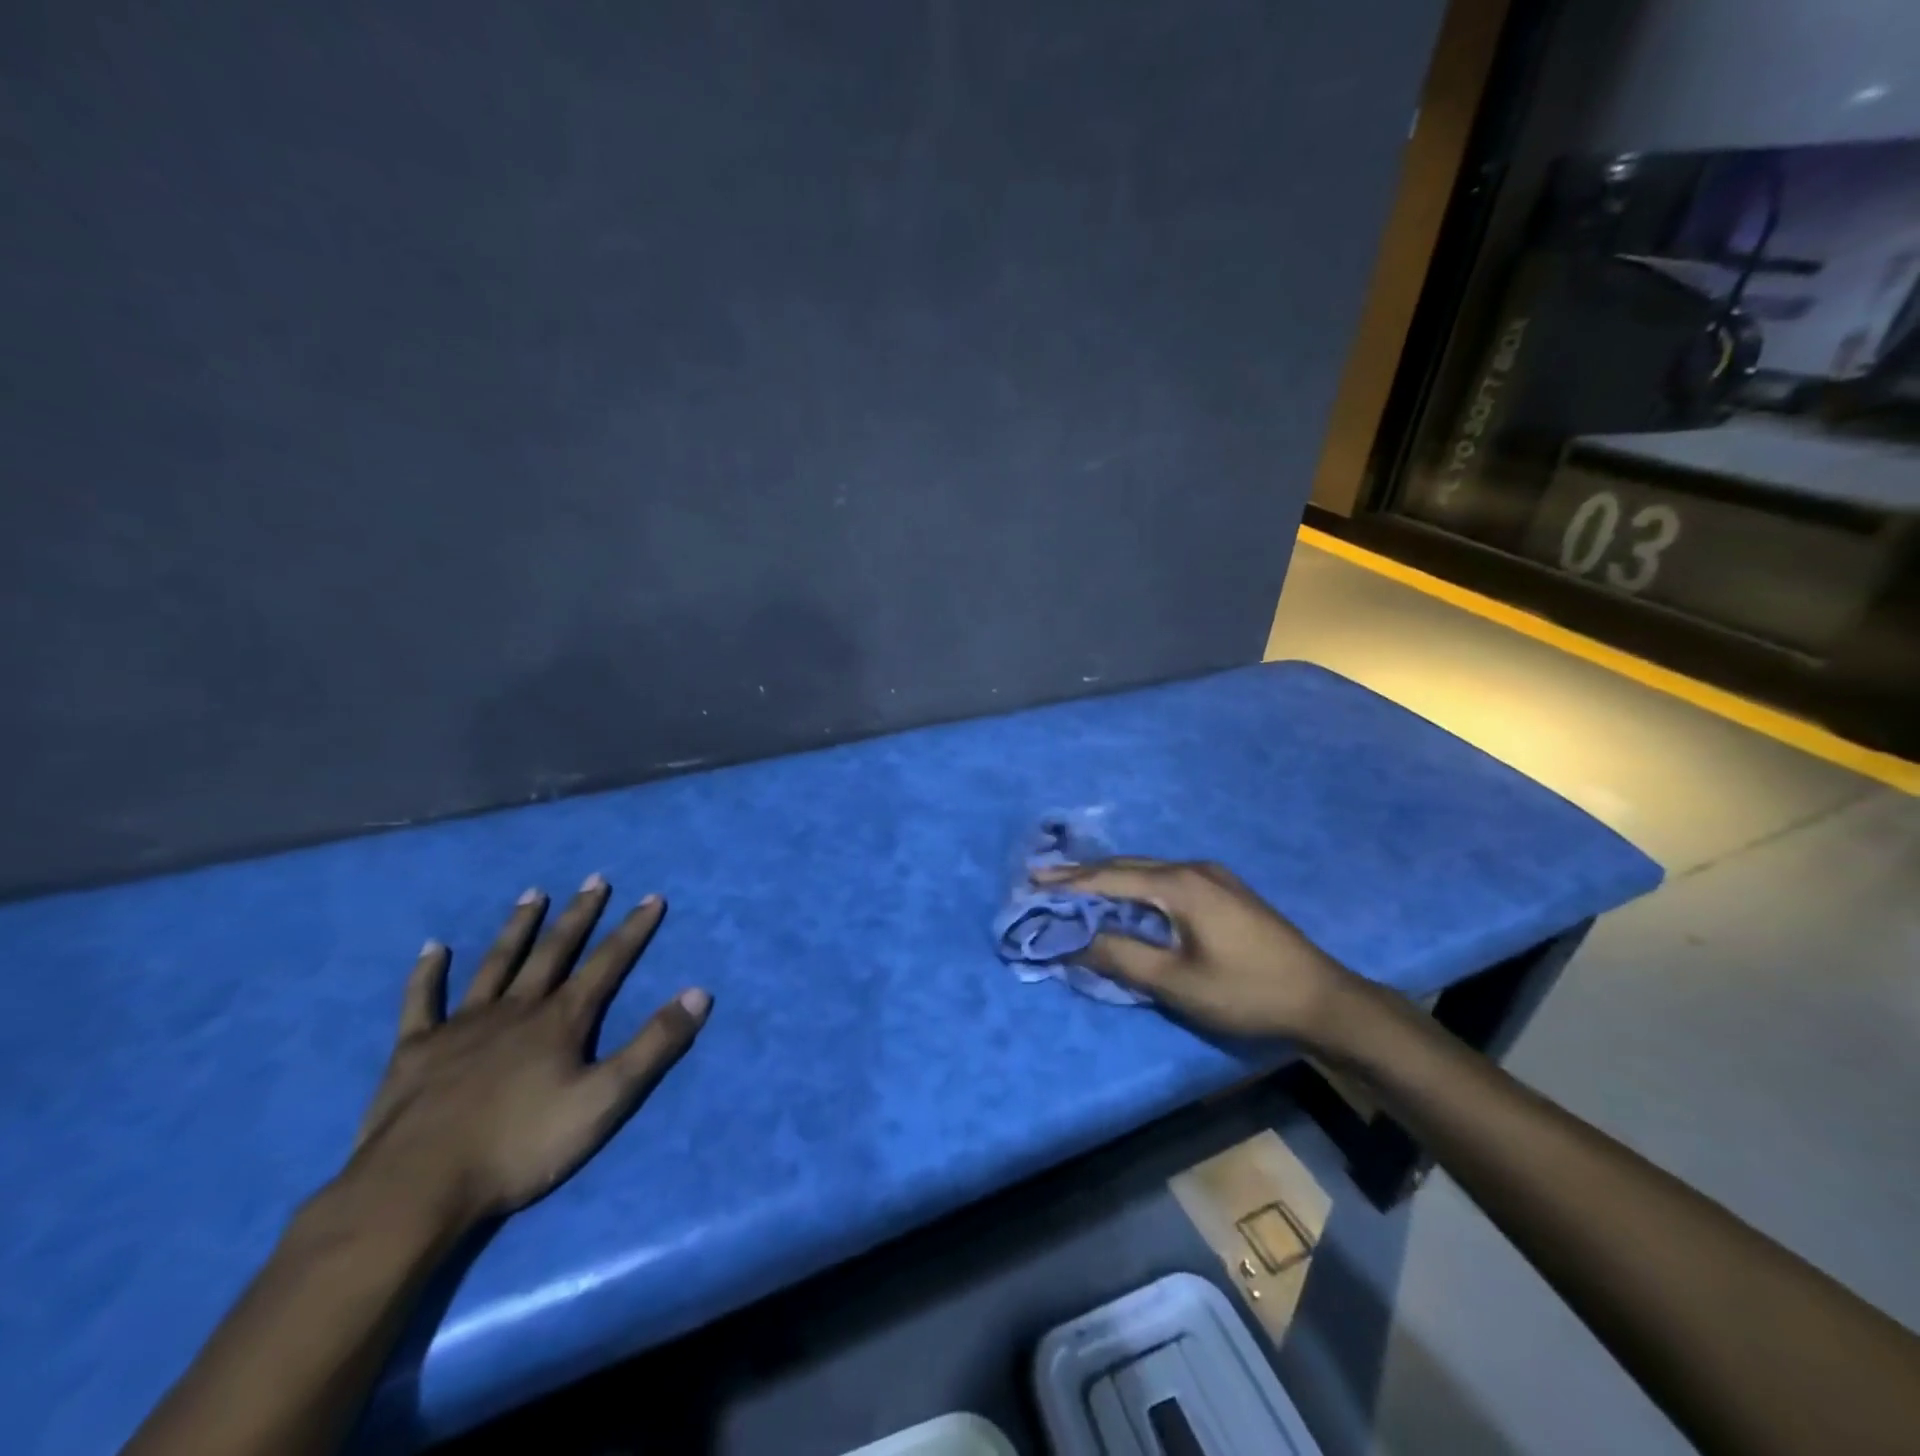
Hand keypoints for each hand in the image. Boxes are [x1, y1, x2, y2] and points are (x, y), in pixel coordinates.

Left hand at [345, 876, 710, 1229]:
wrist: (417, 1189)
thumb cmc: (521, 1146)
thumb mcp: (605, 1100)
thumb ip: (654, 1046)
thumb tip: (699, 993)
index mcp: (561, 1021)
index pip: (607, 963)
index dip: (633, 930)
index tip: (652, 897)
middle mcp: (516, 1009)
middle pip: (553, 951)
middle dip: (579, 915)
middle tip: (595, 879)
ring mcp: (462, 1026)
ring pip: (496, 964)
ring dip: (517, 927)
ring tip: (534, 893)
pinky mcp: (415, 1051)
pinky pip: (421, 1002)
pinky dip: (427, 974)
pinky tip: (433, 948)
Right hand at [1036, 858, 1355, 1041]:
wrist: (1322, 998)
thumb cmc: (1245, 991)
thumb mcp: (1176, 982)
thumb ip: (1122, 957)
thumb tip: (1075, 942)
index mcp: (1180, 885)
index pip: (1110, 878)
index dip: (1069, 882)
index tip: (1032, 881)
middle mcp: (1193, 868)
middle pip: (1127, 866)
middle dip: (1085, 874)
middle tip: (1046, 882)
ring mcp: (1213, 876)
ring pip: (1147, 871)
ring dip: (1111, 879)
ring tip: (1076, 888)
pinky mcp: (1224, 890)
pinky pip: (1166, 879)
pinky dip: (1136, 887)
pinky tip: (1127, 899)